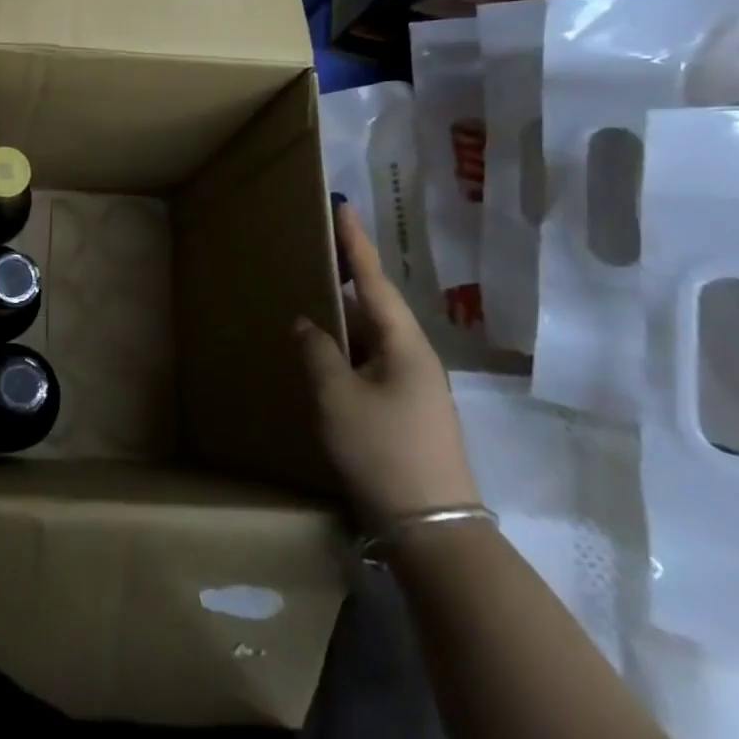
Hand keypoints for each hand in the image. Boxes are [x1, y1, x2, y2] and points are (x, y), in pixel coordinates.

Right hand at [298, 204, 480, 530]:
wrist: (433, 531)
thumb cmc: (383, 452)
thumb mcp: (336, 397)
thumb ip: (316, 352)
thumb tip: (305, 323)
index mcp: (404, 345)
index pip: (375, 281)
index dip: (356, 244)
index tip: (344, 208)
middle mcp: (414, 358)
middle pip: (374, 308)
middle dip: (344, 283)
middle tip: (312, 257)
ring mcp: (414, 387)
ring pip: (371, 340)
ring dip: (341, 324)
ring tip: (308, 304)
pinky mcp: (406, 411)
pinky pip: (370, 365)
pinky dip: (345, 353)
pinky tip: (323, 358)